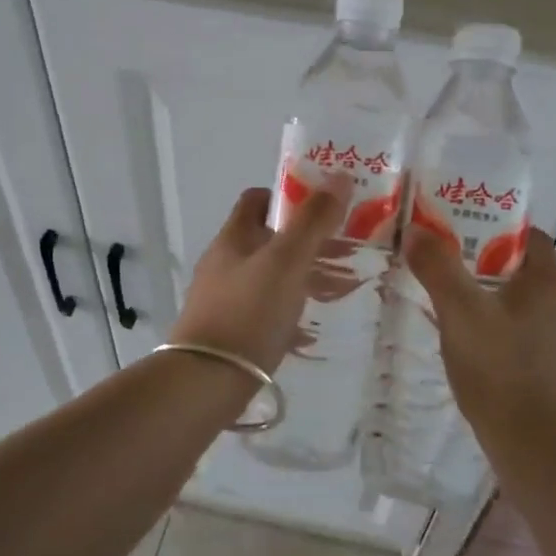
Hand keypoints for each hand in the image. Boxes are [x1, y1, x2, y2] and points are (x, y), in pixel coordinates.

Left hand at [171, 184, 347, 374]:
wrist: (207, 380)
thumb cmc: (249, 311)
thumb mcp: (287, 260)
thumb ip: (313, 220)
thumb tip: (339, 176)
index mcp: (234, 237)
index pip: (259, 199)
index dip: (290, 196)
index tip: (324, 207)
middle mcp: (225, 262)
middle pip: (271, 239)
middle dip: (309, 241)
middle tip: (348, 250)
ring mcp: (225, 297)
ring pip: (272, 275)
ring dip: (305, 276)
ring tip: (343, 289)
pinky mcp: (230, 330)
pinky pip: (268, 310)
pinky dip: (292, 311)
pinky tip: (314, 329)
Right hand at [404, 226, 555, 436]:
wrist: (531, 443)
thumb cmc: (498, 368)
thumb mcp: (459, 312)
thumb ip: (437, 268)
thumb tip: (416, 229)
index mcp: (549, 283)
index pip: (530, 236)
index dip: (497, 228)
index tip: (462, 230)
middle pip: (524, 268)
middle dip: (487, 262)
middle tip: (447, 263)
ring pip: (523, 302)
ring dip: (492, 296)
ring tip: (452, 299)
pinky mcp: (552, 367)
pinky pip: (524, 331)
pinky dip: (499, 326)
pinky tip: (470, 340)